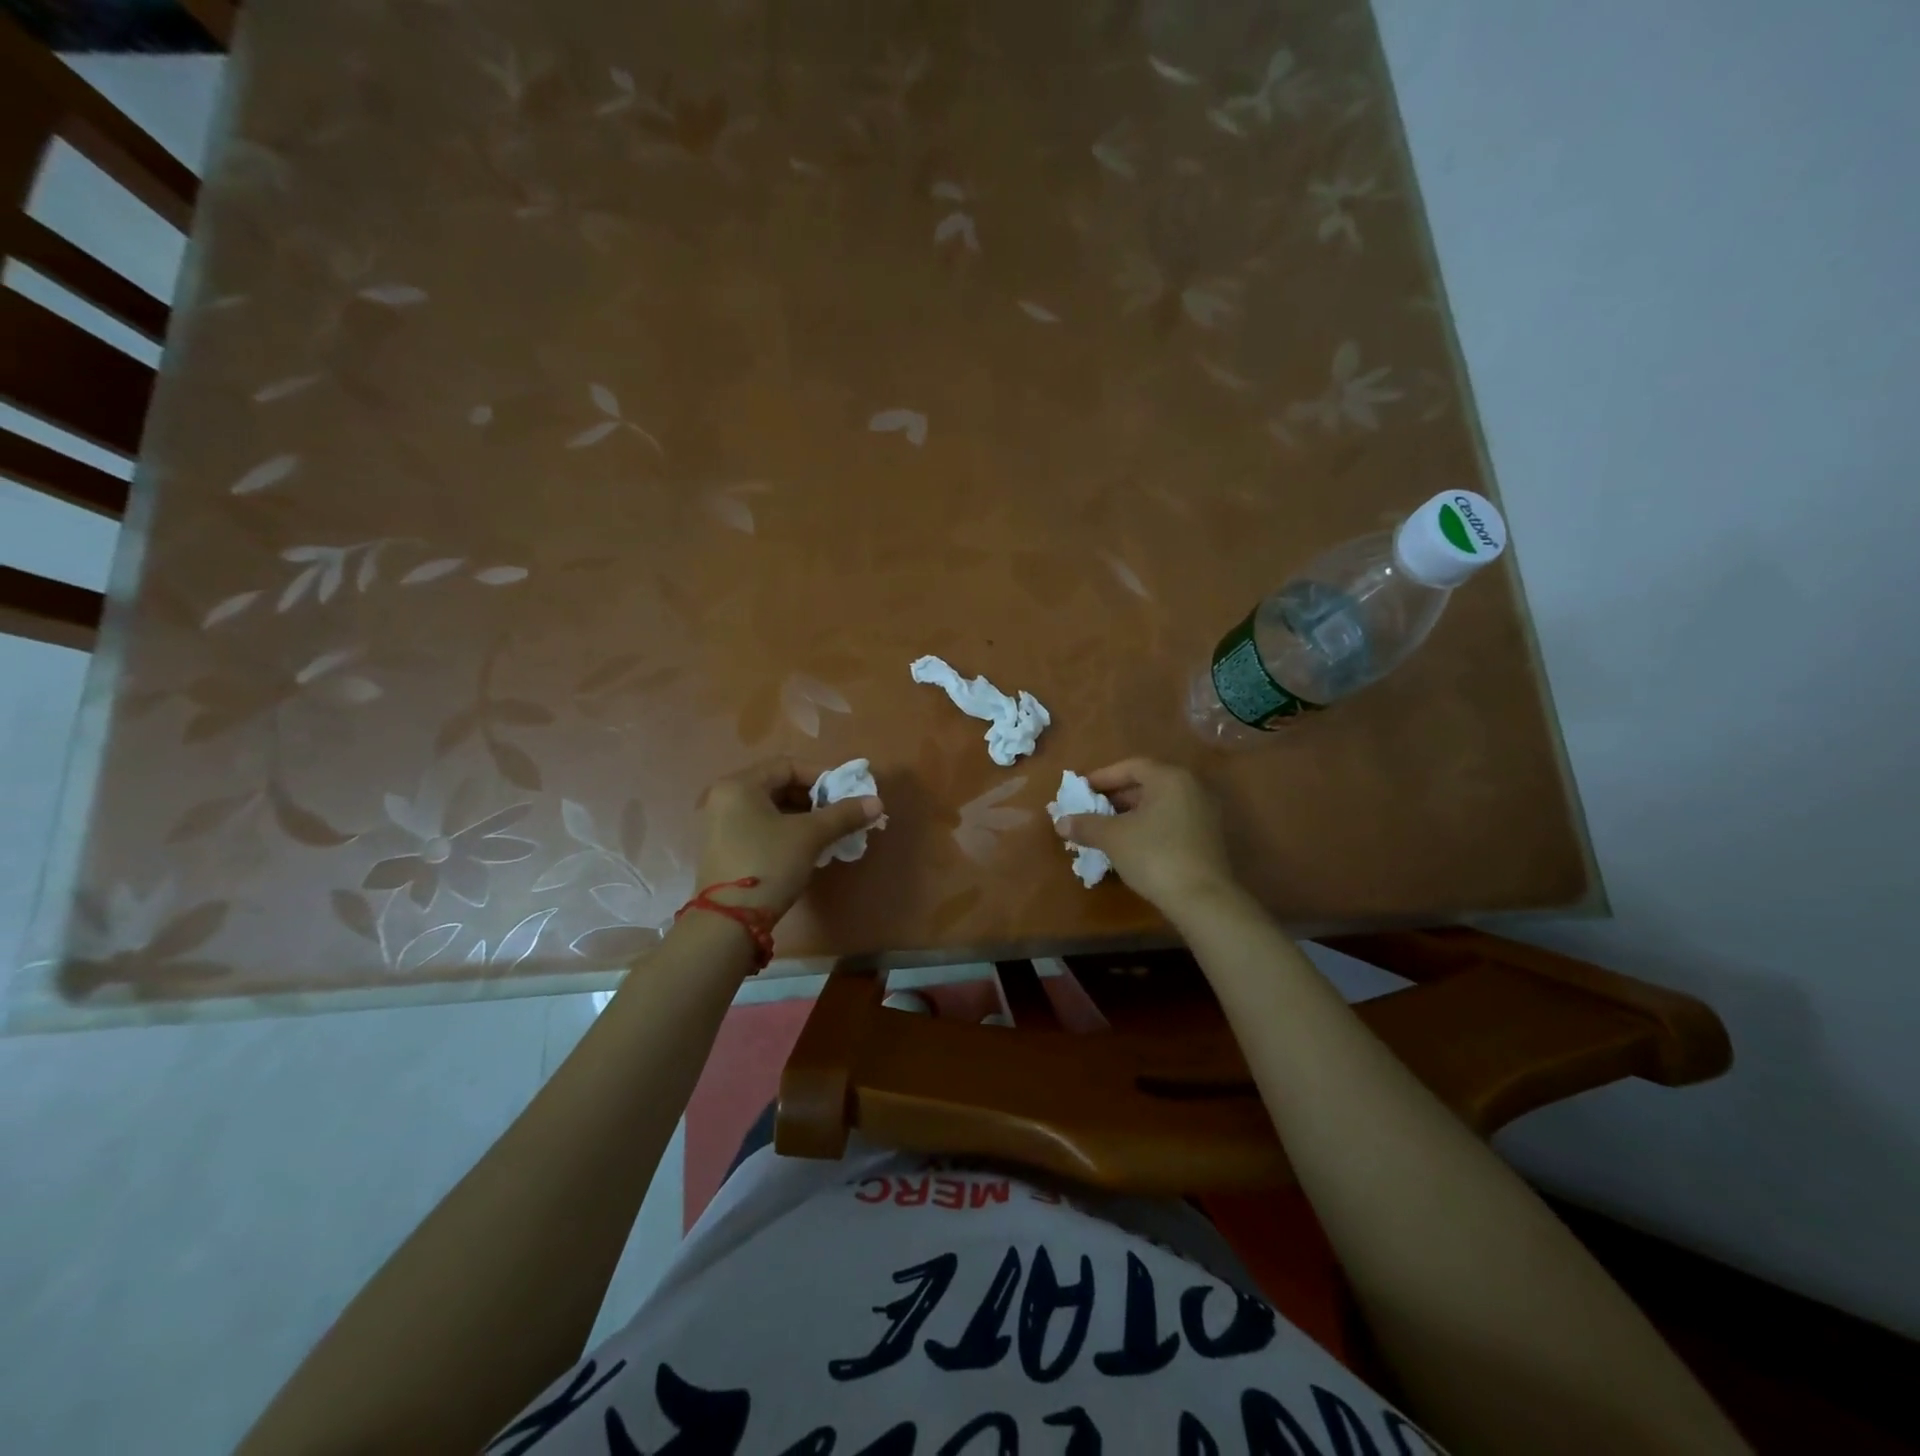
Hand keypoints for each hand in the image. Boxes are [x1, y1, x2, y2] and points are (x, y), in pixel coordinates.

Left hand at [691, 758, 883, 919]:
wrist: (729, 921)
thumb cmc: (769, 863)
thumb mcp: (810, 836)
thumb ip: (843, 814)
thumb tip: (877, 802)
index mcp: (739, 785)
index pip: (787, 765)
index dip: (821, 776)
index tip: (845, 793)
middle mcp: (724, 798)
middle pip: (777, 786)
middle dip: (813, 798)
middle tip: (839, 814)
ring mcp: (719, 825)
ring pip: (770, 809)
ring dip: (802, 817)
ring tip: (828, 833)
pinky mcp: (723, 849)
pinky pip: (760, 828)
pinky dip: (785, 831)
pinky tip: (806, 849)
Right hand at [1055, 758, 1235, 915]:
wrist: (1202, 899)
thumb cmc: (1154, 855)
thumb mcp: (1113, 838)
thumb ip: (1086, 825)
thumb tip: (1060, 823)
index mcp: (1170, 779)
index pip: (1131, 766)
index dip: (1103, 777)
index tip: (1082, 790)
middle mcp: (1191, 788)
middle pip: (1147, 784)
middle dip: (1116, 797)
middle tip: (1092, 810)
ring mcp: (1204, 813)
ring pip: (1159, 804)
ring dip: (1131, 813)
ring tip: (1107, 829)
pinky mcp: (1208, 837)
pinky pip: (1171, 820)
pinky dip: (1149, 826)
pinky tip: (1131, 844)